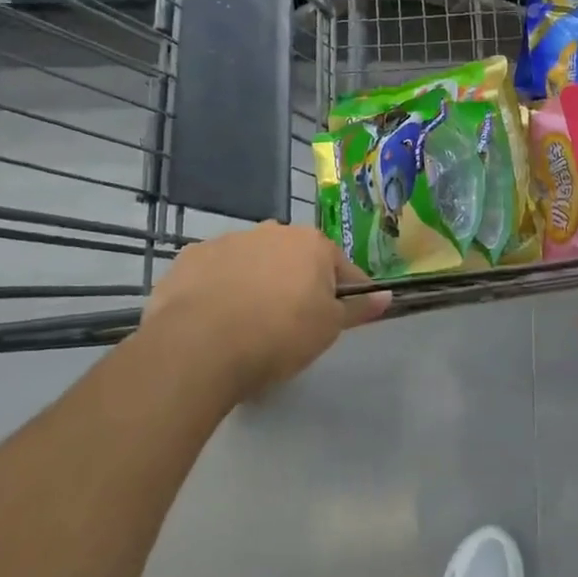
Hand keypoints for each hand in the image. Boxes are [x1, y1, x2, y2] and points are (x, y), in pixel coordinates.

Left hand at [140, 224, 390, 403]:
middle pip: (294, 259)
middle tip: (290, 323)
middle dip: (296, 282)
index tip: (340, 318)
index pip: (341, 268)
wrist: (200, 344)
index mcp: (312, 244)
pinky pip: (215, 272)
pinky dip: (219, 287)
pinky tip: (214, 318)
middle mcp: (272, 232)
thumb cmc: (279, 334)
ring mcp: (228, 241)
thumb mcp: (329, 328)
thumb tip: (387, 296)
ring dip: (256, 281)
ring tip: (248, 322)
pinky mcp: (191, 258)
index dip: (344, 294)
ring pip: (253, 261)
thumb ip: (358, 308)